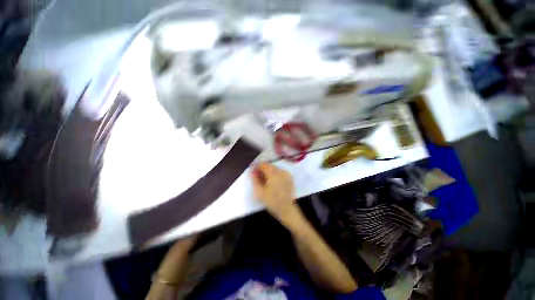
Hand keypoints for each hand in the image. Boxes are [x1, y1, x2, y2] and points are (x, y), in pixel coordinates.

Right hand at [251, 163, 296, 217]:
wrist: (286, 209)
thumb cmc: (272, 201)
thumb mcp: (260, 192)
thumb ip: (255, 180)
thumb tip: (252, 172)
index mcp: (273, 174)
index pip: (264, 165)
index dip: (257, 166)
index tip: (253, 171)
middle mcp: (281, 171)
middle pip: (270, 166)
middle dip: (263, 169)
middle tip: (258, 176)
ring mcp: (286, 174)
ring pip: (275, 168)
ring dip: (269, 171)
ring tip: (265, 179)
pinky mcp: (290, 178)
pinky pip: (280, 172)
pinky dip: (275, 174)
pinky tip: (273, 181)